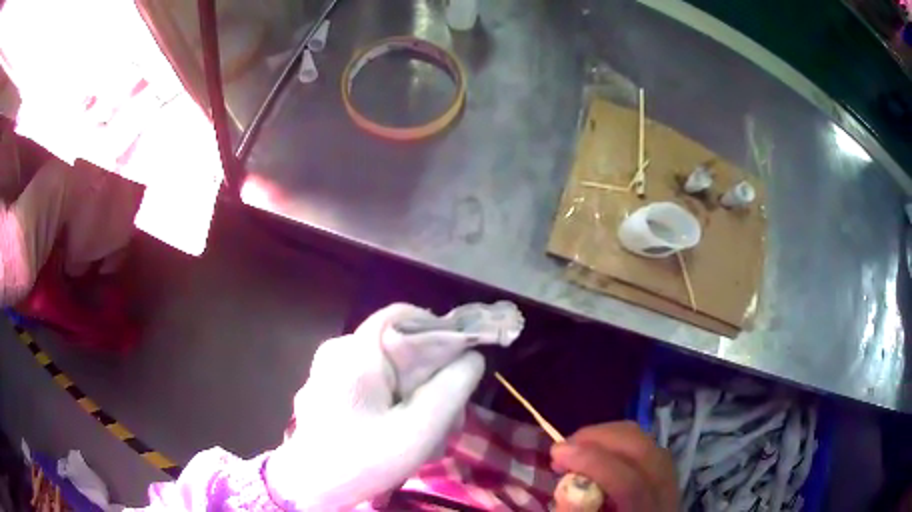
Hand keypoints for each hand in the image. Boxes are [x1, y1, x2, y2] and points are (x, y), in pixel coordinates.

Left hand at [266, 302, 521, 510]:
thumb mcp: (418, 430)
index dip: (439, 332)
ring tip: (427, 431)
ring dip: (412, 391)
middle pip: (397, 344)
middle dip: (429, 374)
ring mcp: (328, 369)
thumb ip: (451, 390)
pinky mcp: (326, 388)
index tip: (461, 366)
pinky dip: (391, 398)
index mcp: (356, 351)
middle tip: (449, 414)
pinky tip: (400, 430)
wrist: (310, 488)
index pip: (404, 315)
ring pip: (385, 366)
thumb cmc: (362, 460)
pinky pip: (369, 380)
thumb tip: (472, 357)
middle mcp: (338, 350)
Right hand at [551, 422, 678, 511]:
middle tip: (563, 447)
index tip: (557, 452)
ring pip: (650, 445)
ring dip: (610, 437)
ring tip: (577, 448)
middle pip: (645, 454)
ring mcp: (672, 487)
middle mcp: (667, 500)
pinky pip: (649, 449)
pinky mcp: (667, 480)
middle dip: (601, 440)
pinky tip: (598, 454)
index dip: (593, 463)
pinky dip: (622, 444)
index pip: (630, 484)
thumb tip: (566, 495)